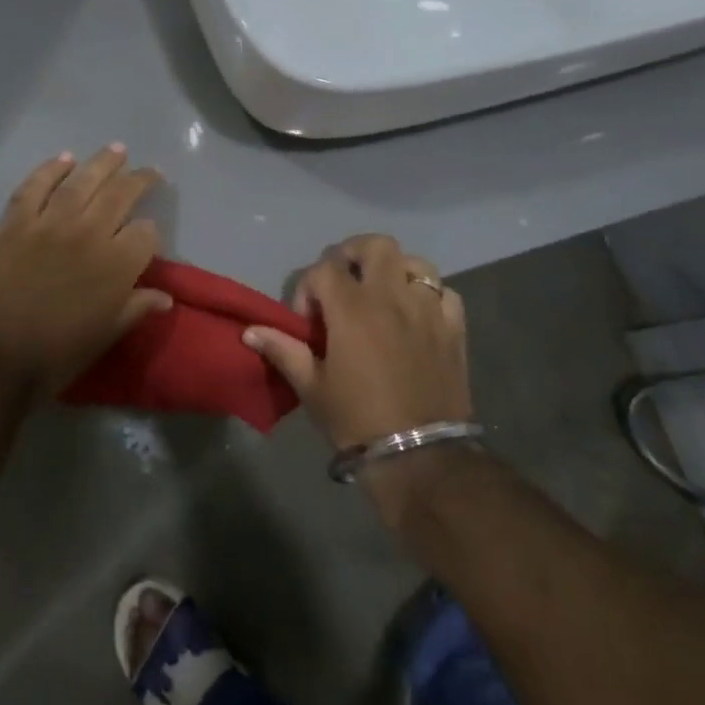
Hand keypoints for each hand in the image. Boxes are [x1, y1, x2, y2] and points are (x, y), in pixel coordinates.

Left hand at [0, 146, 170, 398]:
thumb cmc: (52, 356)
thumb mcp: (104, 337)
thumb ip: (135, 309)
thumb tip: (165, 296)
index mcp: (117, 265)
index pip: (146, 232)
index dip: (149, 233)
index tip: (145, 239)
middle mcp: (89, 233)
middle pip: (120, 194)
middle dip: (139, 180)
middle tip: (149, 170)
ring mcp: (49, 223)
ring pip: (82, 181)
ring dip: (102, 162)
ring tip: (117, 150)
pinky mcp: (15, 221)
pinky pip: (36, 186)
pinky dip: (51, 169)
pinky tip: (64, 159)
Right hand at [245, 232, 471, 449]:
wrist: (420, 459)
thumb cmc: (357, 420)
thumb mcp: (311, 387)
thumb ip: (283, 350)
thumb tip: (250, 331)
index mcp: (352, 309)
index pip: (325, 268)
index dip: (309, 287)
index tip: (308, 321)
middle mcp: (392, 298)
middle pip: (375, 246)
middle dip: (354, 255)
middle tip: (344, 283)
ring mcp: (428, 311)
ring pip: (415, 262)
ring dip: (395, 270)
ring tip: (383, 294)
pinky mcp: (454, 329)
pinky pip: (445, 293)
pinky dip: (429, 296)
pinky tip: (417, 315)